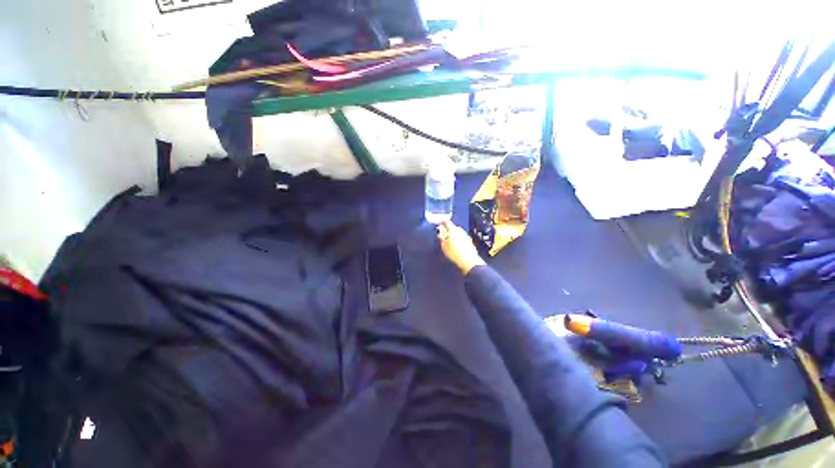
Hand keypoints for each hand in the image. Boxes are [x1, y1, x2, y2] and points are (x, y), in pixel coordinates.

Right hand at [436, 221, 484, 273]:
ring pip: (457, 232)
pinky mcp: (469, 240)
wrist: (469, 261)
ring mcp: (466, 235)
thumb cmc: (454, 253)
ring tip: (449, 240)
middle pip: (453, 227)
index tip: (438, 224)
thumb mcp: (444, 246)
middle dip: (447, 229)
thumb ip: (442, 238)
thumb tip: (440, 234)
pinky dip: (457, 238)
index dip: (442, 222)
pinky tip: (455, 244)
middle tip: (443, 234)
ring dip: (453, 234)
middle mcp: (460, 230)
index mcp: (453, 230)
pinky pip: (461, 236)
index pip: (446, 222)